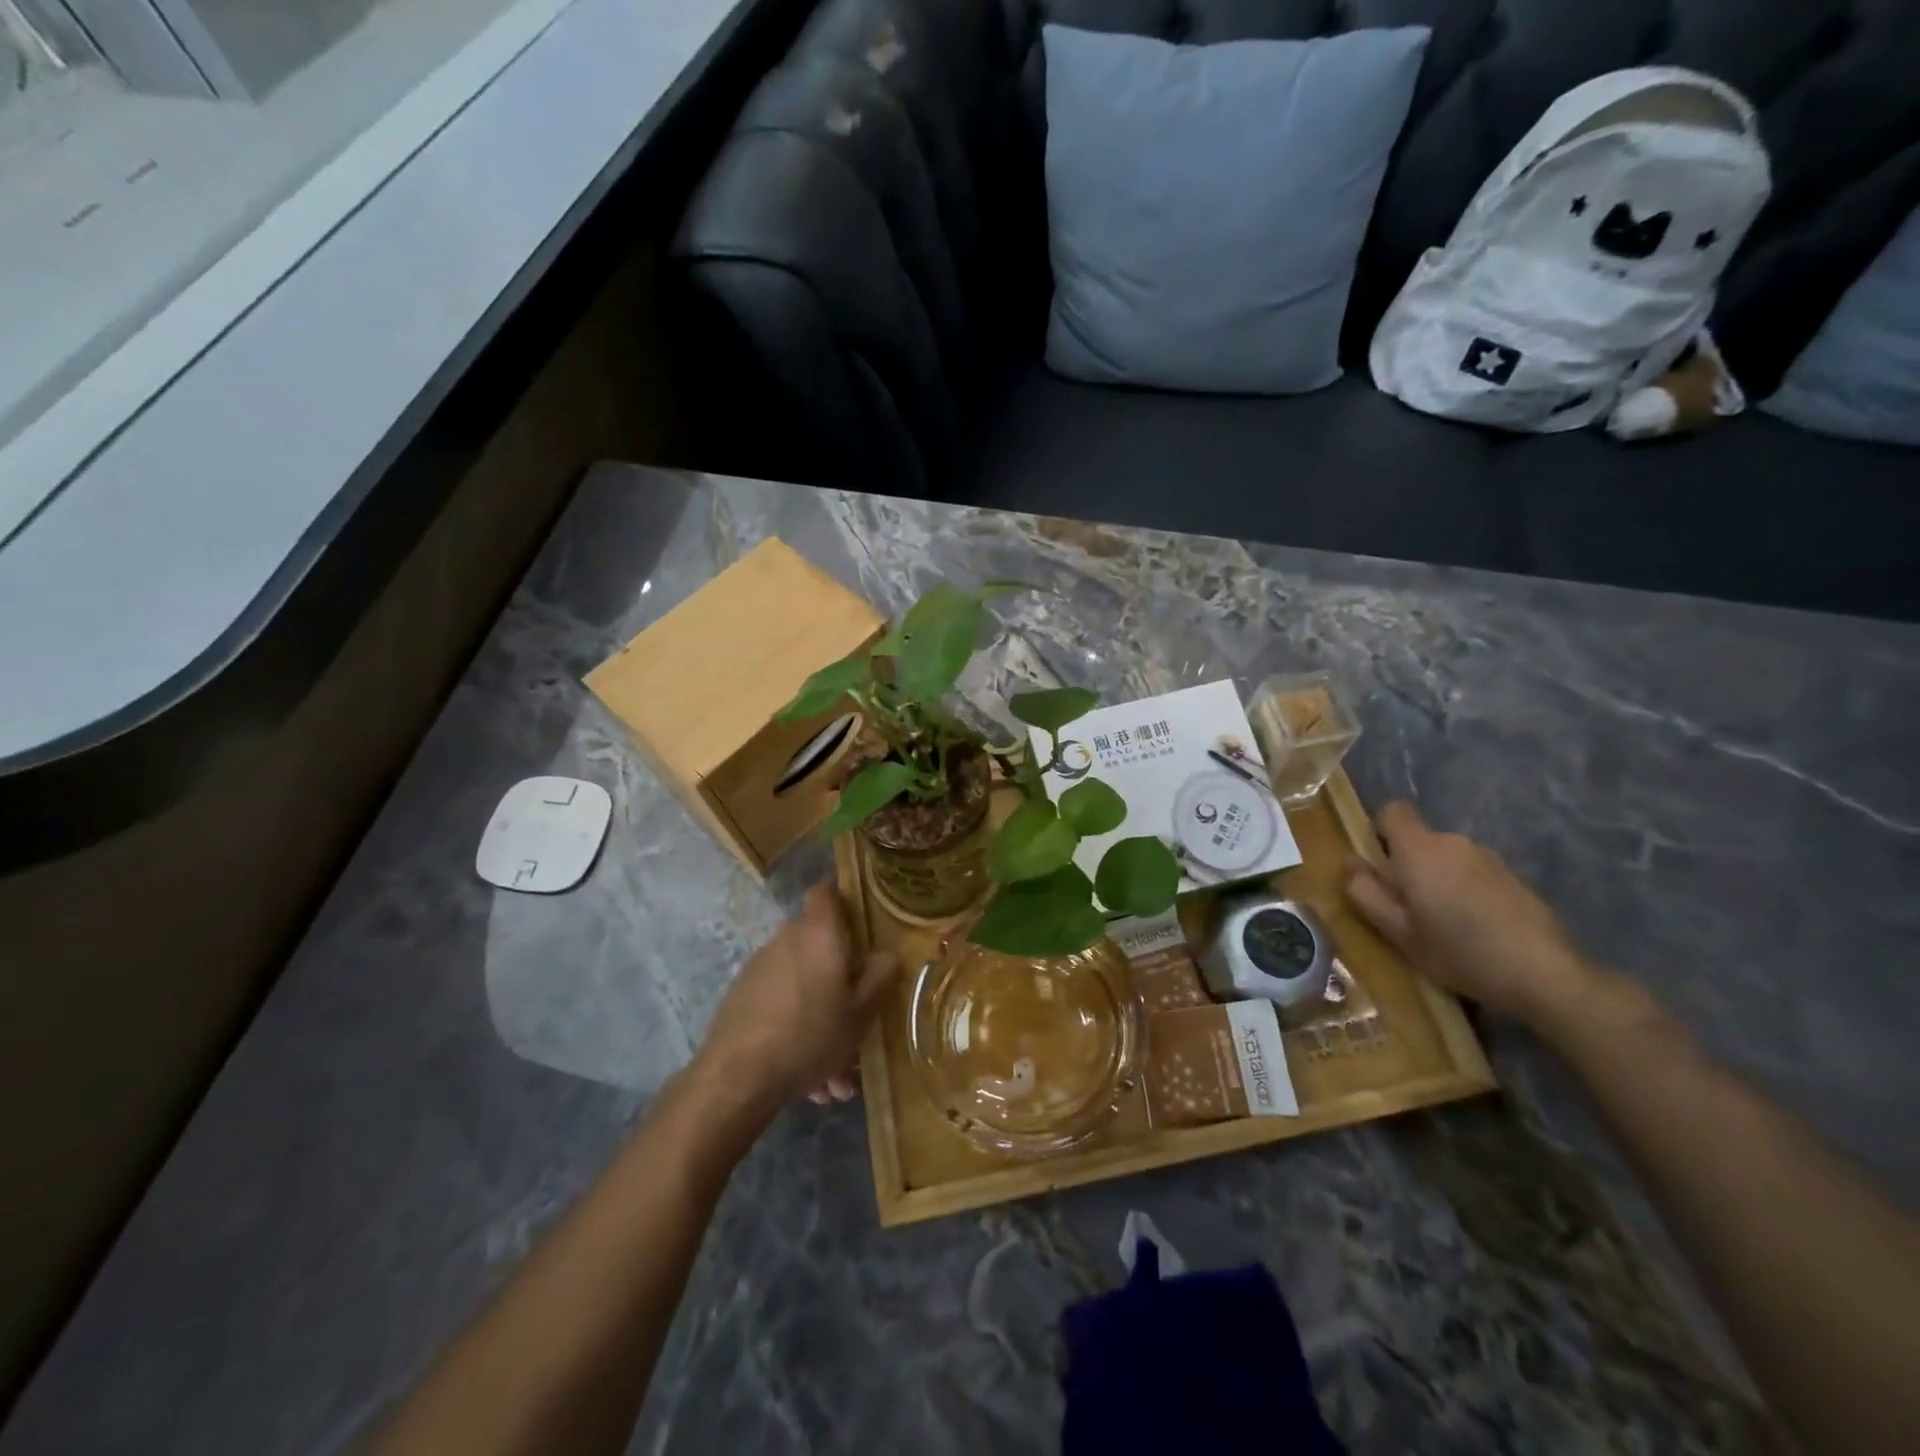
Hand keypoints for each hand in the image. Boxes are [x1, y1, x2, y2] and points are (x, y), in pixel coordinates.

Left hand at [694, 884, 897, 1117]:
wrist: (736, 1077)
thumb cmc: (810, 1035)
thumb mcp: (861, 1013)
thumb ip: (879, 977)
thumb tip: (886, 954)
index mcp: (819, 934)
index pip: (826, 892)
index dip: (841, 901)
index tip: (859, 925)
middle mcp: (787, 939)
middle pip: (817, 943)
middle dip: (838, 978)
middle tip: (855, 1017)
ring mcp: (759, 966)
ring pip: (801, 983)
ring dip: (819, 1015)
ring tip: (833, 1073)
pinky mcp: (741, 995)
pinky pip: (780, 1004)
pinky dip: (795, 1030)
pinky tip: (807, 1081)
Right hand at [1344, 801, 1601, 1029]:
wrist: (1545, 974)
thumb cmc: (1458, 951)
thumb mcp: (1398, 932)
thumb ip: (1366, 894)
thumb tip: (1350, 865)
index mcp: (1419, 849)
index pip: (1392, 811)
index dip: (1379, 832)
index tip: (1379, 866)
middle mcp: (1454, 842)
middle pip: (1419, 839)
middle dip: (1408, 864)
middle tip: (1407, 908)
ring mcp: (1489, 858)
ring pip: (1447, 858)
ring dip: (1438, 879)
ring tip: (1443, 924)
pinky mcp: (1514, 877)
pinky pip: (1474, 873)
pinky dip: (1466, 891)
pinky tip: (1475, 929)